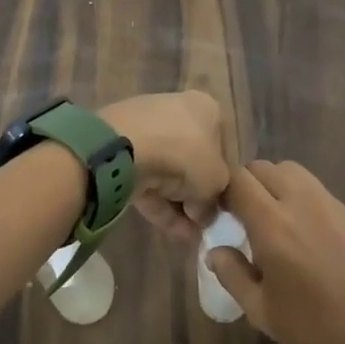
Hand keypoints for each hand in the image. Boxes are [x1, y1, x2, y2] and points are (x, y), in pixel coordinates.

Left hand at [99, 91, 231, 234]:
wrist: (126, 147)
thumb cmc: (186, 154)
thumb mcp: (216, 181)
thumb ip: (216, 198)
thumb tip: (205, 213)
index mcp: (206, 108)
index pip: (221, 145)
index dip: (222, 178)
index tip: (220, 206)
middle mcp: (177, 111)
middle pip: (192, 160)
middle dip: (196, 195)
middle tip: (202, 223)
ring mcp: (146, 129)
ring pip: (167, 172)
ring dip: (178, 205)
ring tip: (188, 235)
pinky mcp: (121, 150)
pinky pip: (146, 179)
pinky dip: (158, 204)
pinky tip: (170, 230)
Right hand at [207, 161, 344, 343]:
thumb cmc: (315, 328)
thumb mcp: (262, 311)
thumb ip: (232, 275)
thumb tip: (214, 251)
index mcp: (272, 224)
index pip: (237, 181)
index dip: (222, 192)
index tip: (219, 215)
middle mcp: (298, 202)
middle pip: (262, 168)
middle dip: (245, 185)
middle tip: (242, 216)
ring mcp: (327, 202)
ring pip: (289, 170)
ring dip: (272, 183)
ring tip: (271, 216)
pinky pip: (312, 186)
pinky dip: (297, 194)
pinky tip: (300, 228)